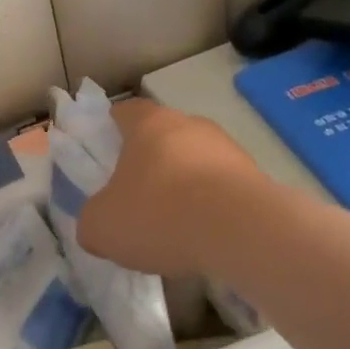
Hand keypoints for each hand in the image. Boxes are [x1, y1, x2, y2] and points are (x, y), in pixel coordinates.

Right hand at [77, 99, 265, 279]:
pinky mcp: (257, 179)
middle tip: (135, 195)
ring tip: (172, 225)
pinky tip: (203, 237)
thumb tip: (99, 223)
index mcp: (149, 124)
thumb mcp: (101, 227)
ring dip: (184, 186)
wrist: (242, 232)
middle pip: (164, 136)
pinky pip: (222, 190)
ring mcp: (230, 150)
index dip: (113, 127)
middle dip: (150, 162)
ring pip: (196, 163)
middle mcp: (192, 126)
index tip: (105, 150)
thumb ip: (92, 220)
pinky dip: (210, 208)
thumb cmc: (159, 214)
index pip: (126, 111)